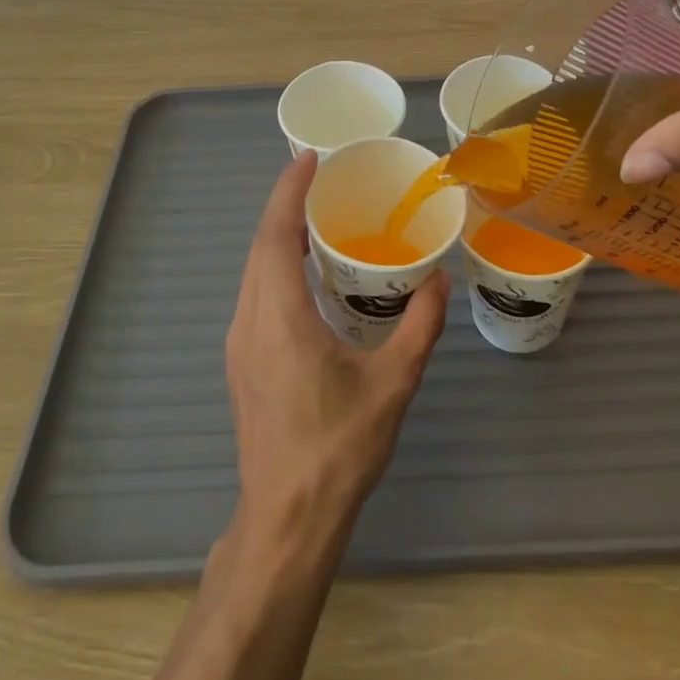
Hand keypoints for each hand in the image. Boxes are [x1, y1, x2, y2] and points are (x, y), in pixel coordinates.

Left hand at [224, 152, 449, 545]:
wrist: (285, 520)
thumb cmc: (338, 449)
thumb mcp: (393, 384)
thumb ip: (419, 327)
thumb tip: (439, 280)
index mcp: (280, 317)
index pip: (275, 235)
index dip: (288, 191)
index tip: (308, 158)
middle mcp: (250, 321)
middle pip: (259, 246)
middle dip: (285, 205)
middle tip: (321, 180)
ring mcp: (240, 344)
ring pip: (253, 271)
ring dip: (278, 236)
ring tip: (317, 218)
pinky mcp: (242, 362)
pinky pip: (255, 294)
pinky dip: (274, 265)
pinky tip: (306, 274)